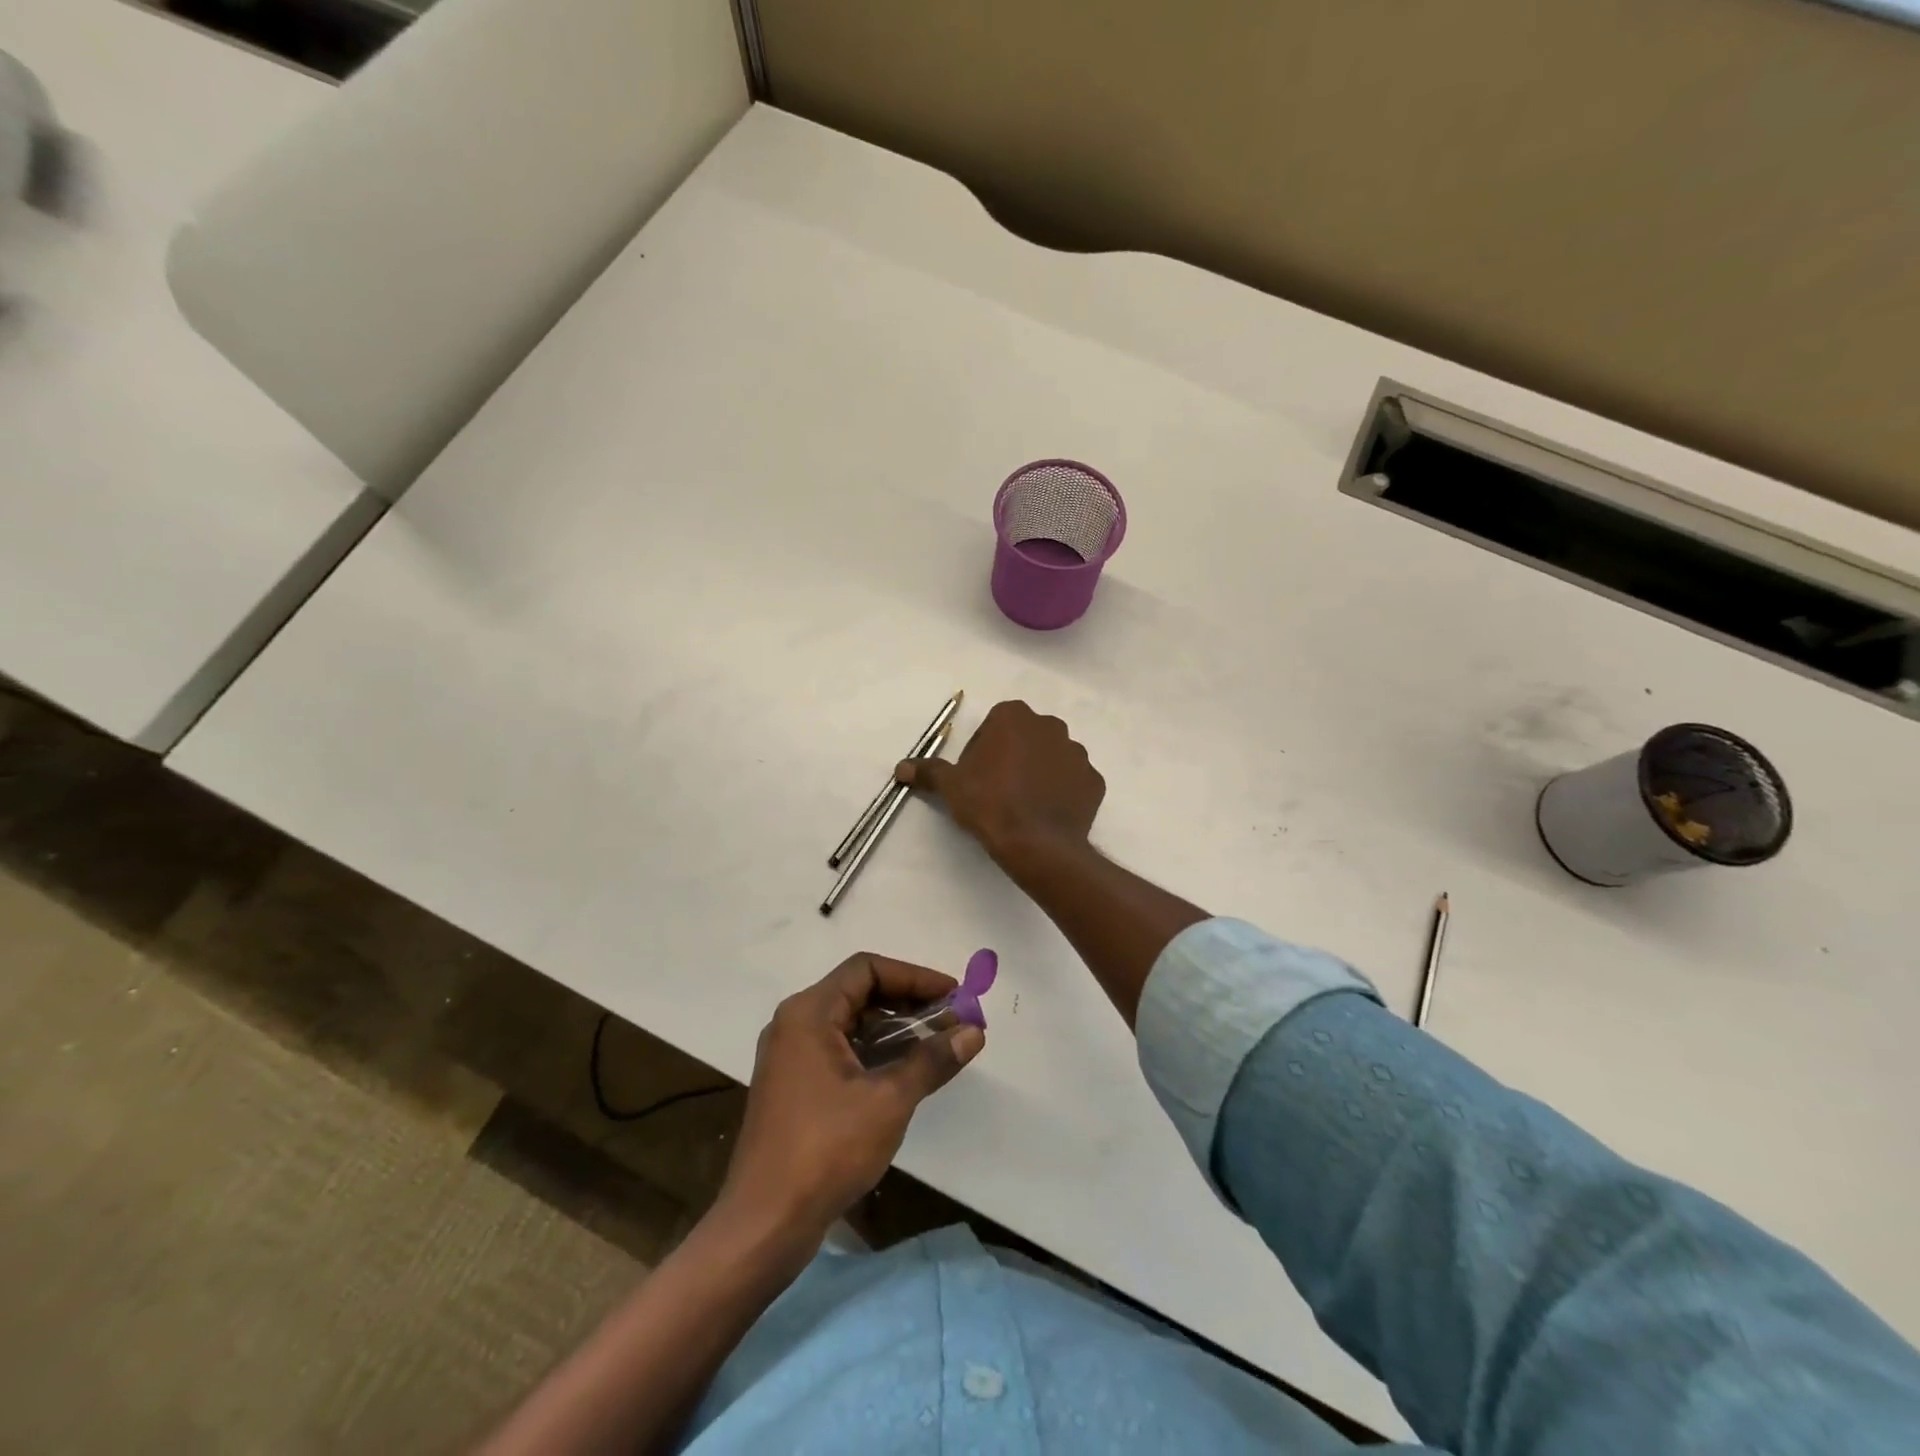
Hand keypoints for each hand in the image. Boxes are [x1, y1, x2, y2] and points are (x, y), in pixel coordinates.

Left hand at [719, 954, 983, 1242]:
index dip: (914, 976)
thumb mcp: (889, 1101)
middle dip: (908, 1002)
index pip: (867, 969)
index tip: (953, 995)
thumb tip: (974, 1031)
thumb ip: (932, 1060)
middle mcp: (795, 1024)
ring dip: (894, 1028)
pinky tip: (905, 1072)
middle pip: (859, 992)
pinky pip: (840, 1050)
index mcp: (809, 1013)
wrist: (763, 1225)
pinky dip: (874, 1052)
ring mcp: (791, 1056)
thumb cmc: (825, 1150)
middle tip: (951, 1019)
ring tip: (937, 1044)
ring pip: (850, 1023)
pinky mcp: (793, 1086)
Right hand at [896, 700, 1104, 862]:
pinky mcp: (1094, 781)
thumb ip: (928, 770)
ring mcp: (1077, 753)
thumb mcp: (951, 786)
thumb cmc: (989, 803)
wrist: (1036, 843)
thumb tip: (900, 767)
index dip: (982, 749)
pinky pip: (1074, 782)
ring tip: (1023, 805)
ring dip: (1039, 773)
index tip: (975, 776)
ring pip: (1052, 757)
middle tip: (997, 790)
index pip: (995, 724)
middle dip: (1013, 757)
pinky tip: (1046, 814)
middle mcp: (1050, 726)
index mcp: (1015, 717)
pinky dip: (1062, 793)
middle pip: (1025, 737)